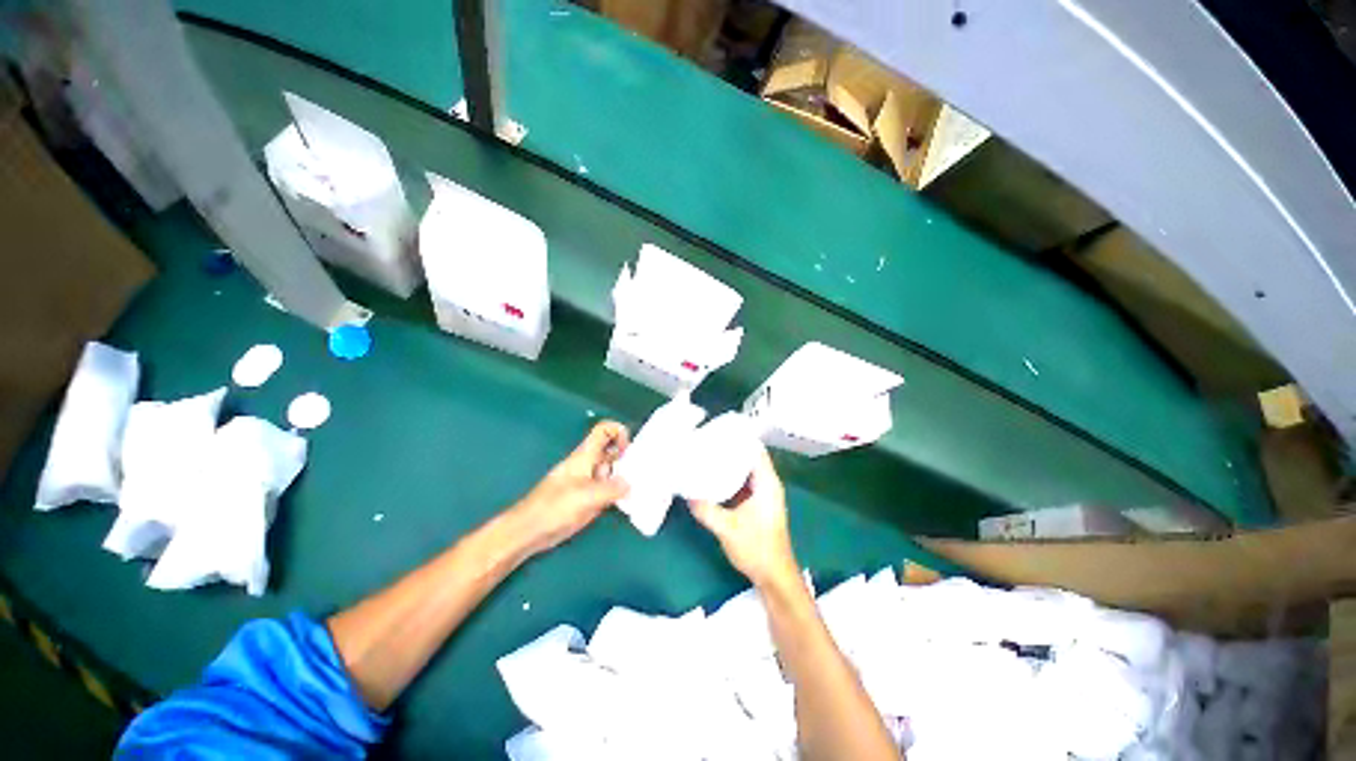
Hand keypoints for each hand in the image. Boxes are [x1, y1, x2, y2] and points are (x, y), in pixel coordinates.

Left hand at [509, 420, 629, 556]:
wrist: (528, 532)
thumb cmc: (554, 508)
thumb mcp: (586, 496)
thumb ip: (612, 489)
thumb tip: (631, 484)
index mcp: (585, 455)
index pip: (603, 430)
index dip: (619, 432)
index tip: (629, 450)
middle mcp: (589, 464)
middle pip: (612, 450)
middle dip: (628, 456)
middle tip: (643, 471)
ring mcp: (588, 481)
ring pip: (612, 470)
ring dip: (626, 476)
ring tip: (641, 488)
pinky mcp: (588, 498)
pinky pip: (609, 489)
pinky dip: (620, 492)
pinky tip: (629, 503)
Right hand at [688, 444, 799, 590]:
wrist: (773, 576)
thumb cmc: (756, 548)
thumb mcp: (727, 528)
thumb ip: (705, 509)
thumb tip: (685, 492)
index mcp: (766, 482)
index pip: (755, 449)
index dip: (739, 436)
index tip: (718, 429)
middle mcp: (766, 483)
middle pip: (748, 456)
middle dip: (729, 448)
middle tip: (706, 441)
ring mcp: (761, 494)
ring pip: (743, 469)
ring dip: (728, 462)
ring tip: (706, 454)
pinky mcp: (755, 504)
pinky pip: (740, 482)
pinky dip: (728, 477)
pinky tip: (711, 476)